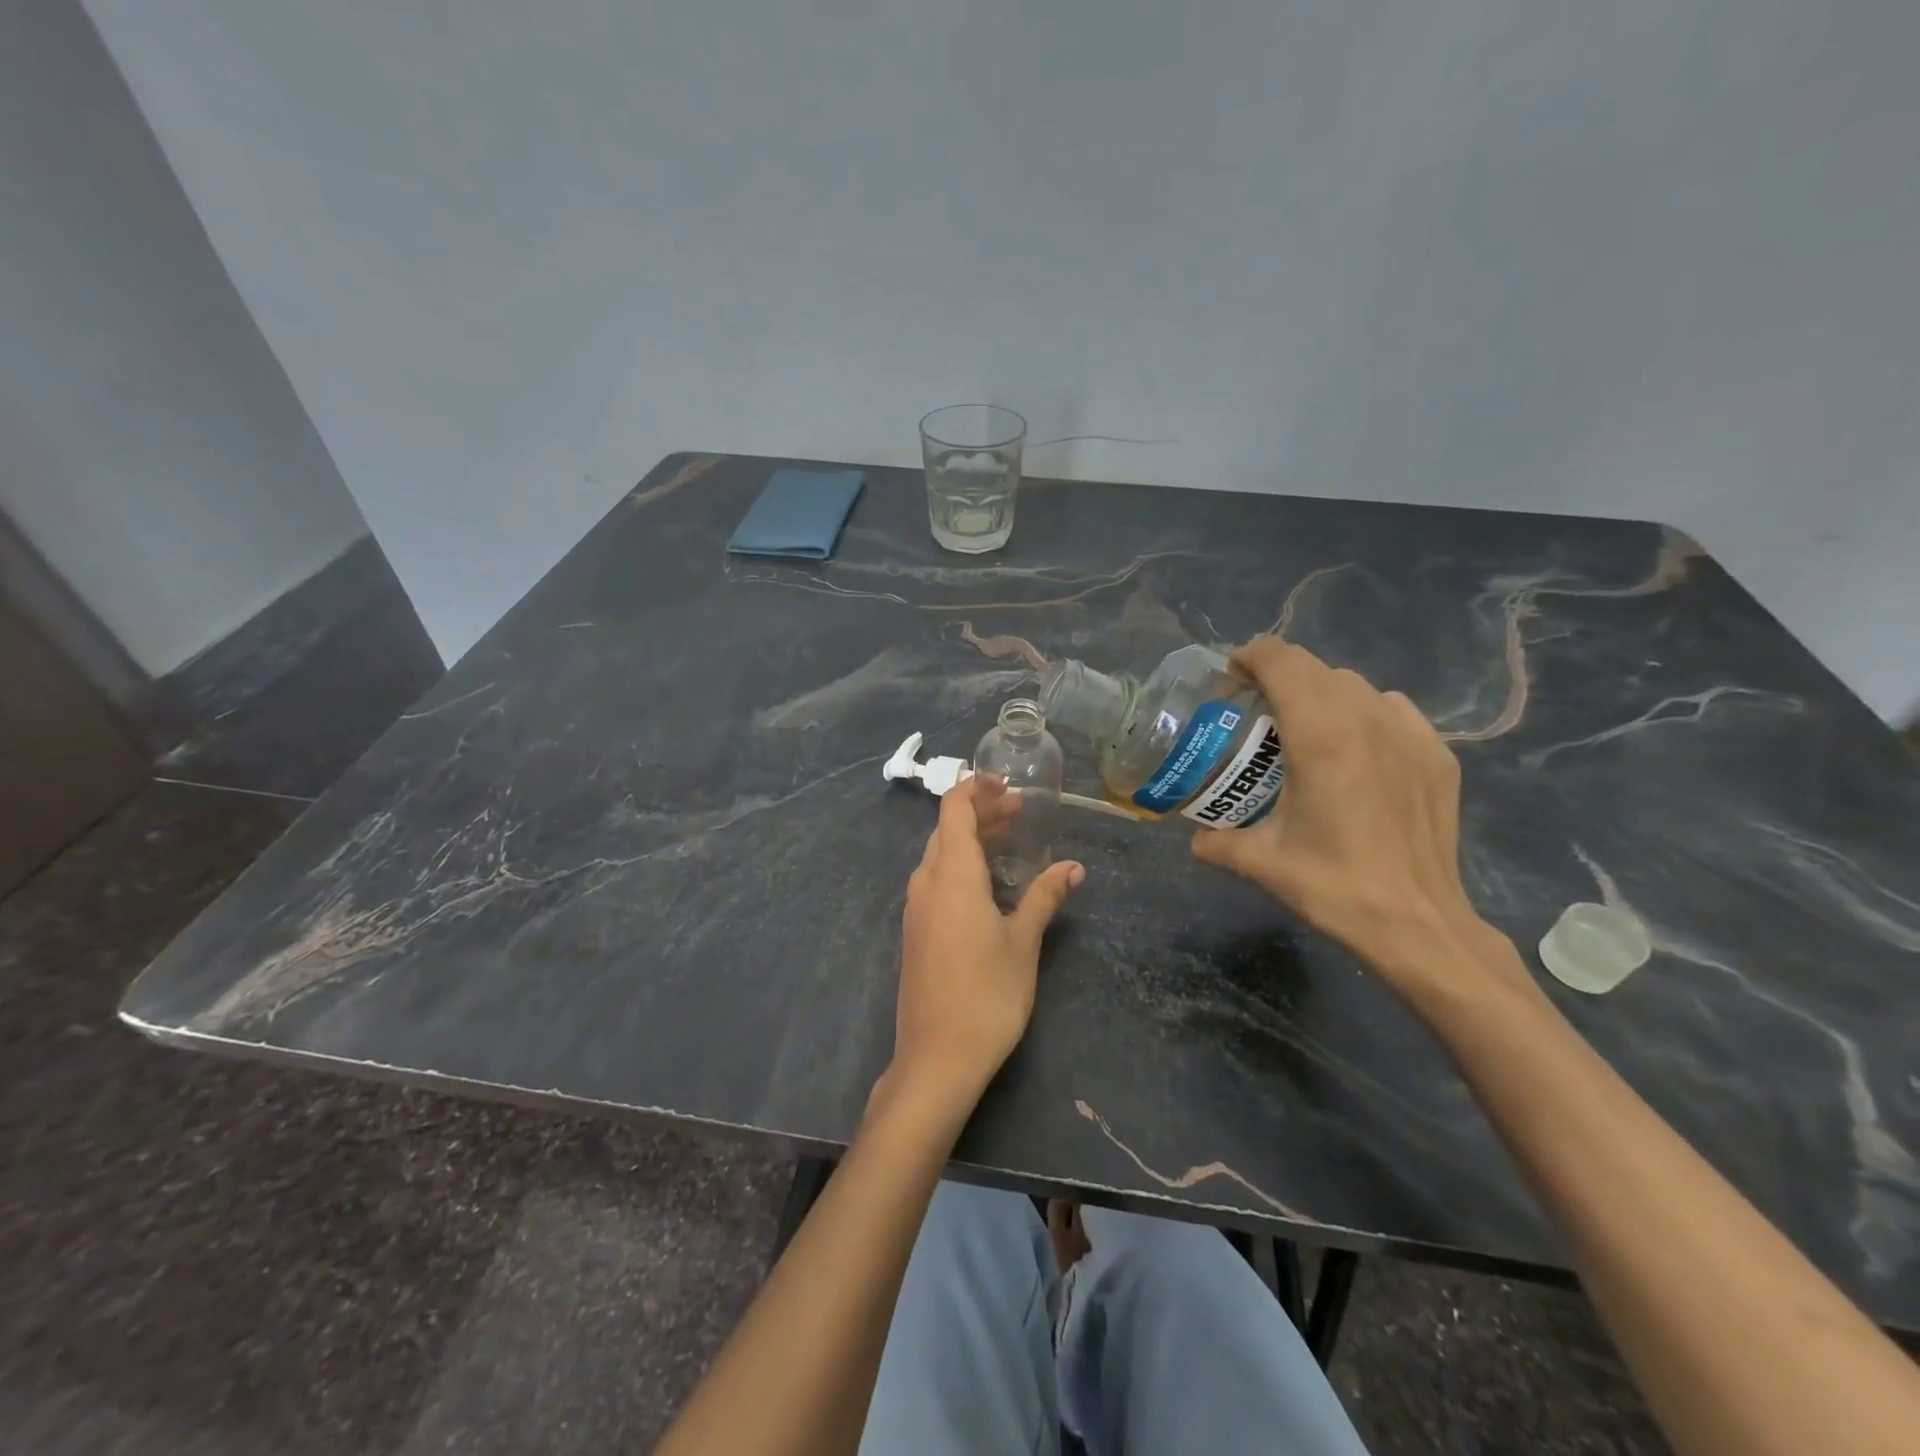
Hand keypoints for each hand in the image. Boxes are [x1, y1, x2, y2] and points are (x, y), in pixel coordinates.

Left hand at [888, 777, 1084, 1108]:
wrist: (936, 1058)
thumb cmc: (987, 995)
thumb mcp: (1023, 942)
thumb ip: (1044, 897)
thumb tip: (1073, 867)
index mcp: (952, 875)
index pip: (954, 809)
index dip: (976, 788)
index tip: (1007, 783)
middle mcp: (926, 882)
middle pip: (947, 830)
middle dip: (981, 812)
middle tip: (1020, 811)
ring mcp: (915, 908)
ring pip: (939, 855)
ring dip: (971, 839)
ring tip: (1009, 839)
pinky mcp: (915, 931)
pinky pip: (935, 880)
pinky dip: (960, 865)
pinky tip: (987, 883)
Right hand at [1190, 638, 1507, 994]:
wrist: (1417, 924)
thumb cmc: (1333, 886)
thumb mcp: (1261, 862)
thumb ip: (1217, 841)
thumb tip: (1195, 837)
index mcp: (1320, 736)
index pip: (1283, 661)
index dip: (1251, 656)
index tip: (1231, 677)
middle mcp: (1367, 720)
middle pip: (1316, 669)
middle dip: (1280, 677)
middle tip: (1257, 710)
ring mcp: (1409, 734)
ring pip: (1355, 685)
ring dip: (1321, 694)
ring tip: (1304, 729)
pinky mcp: (1437, 754)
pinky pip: (1391, 708)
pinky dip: (1363, 712)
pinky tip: (1355, 749)